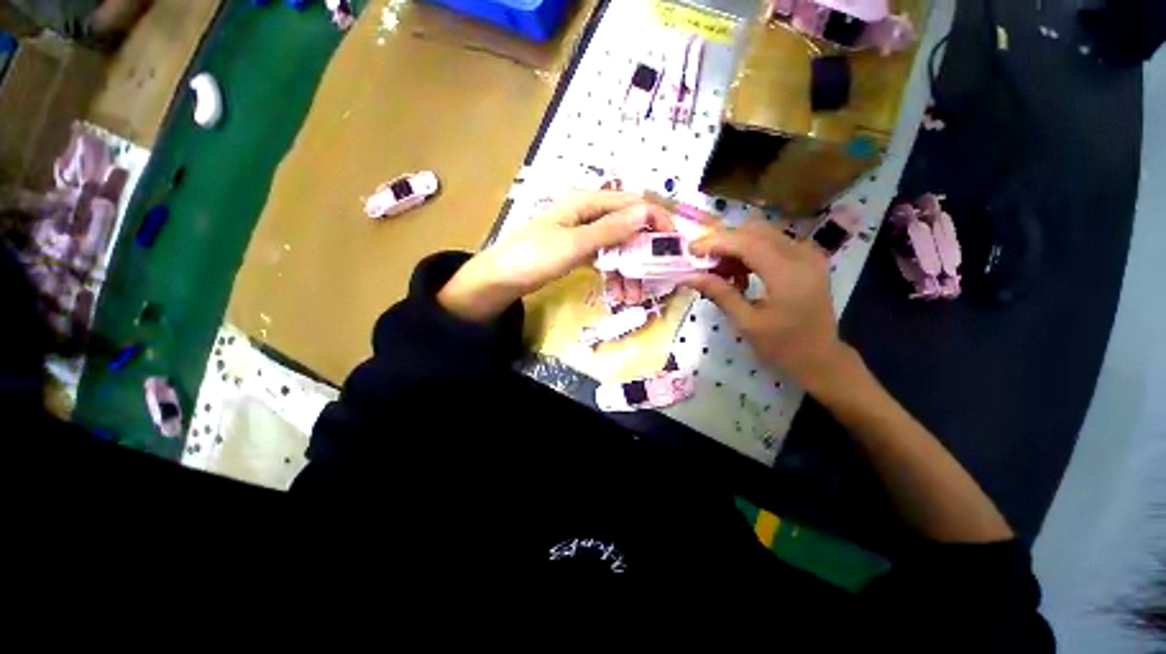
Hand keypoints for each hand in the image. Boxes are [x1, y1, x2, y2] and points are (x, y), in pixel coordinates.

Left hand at [439, 191, 671, 321]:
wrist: (501, 279)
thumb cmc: (534, 257)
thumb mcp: (574, 244)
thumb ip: (609, 230)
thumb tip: (645, 212)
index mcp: (586, 202)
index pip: (631, 203)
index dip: (655, 219)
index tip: (673, 242)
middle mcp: (587, 212)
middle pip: (626, 226)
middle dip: (642, 252)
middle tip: (655, 277)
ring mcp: (583, 233)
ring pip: (617, 246)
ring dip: (629, 269)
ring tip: (633, 295)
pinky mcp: (578, 250)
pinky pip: (604, 258)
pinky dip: (614, 273)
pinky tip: (620, 291)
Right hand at [684, 219, 850, 390]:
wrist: (820, 358)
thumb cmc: (782, 346)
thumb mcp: (746, 323)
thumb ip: (719, 293)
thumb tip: (688, 276)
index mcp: (788, 274)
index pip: (746, 243)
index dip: (715, 242)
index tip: (690, 251)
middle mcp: (802, 255)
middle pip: (755, 230)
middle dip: (724, 242)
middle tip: (703, 262)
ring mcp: (808, 254)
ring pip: (762, 233)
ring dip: (736, 246)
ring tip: (719, 272)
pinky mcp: (808, 258)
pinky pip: (773, 242)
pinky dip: (750, 251)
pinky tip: (740, 274)